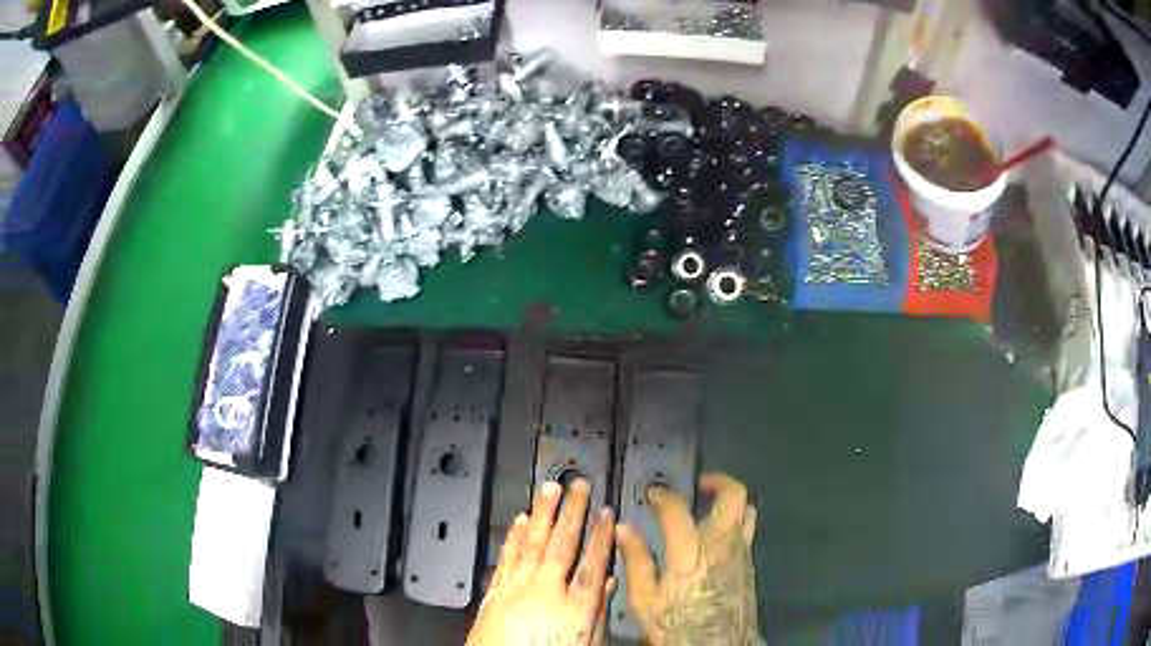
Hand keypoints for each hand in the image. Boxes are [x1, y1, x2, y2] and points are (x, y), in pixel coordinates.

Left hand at [466, 479, 615, 645]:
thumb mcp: (587, 643)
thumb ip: (597, 612)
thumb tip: (608, 580)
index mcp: (575, 606)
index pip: (592, 563)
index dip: (601, 536)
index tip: (607, 512)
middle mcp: (545, 590)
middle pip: (561, 545)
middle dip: (571, 512)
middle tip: (577, 484)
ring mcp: (516, 589)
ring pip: (531, 544)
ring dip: (541, 515)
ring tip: (548, 489)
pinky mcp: (494, 595)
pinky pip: (506, 559)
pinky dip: (513, 539)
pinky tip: (519, 522)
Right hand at [615, 473, 759, 645]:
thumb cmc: (677, 626)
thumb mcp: (645, 600)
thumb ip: (636, 560)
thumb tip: (623, 530)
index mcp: (690, 551)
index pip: (677, 509)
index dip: (662, 495)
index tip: (652, 494)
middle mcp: (722, 544)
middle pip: (734, 495)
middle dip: (717, 481)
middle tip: (697, 486)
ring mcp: (741, 553)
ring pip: (748, 509)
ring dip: (730, 501)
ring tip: (709, 507)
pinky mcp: (750, 564)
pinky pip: (747, 531)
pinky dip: (734, 523)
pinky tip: (716, 539)